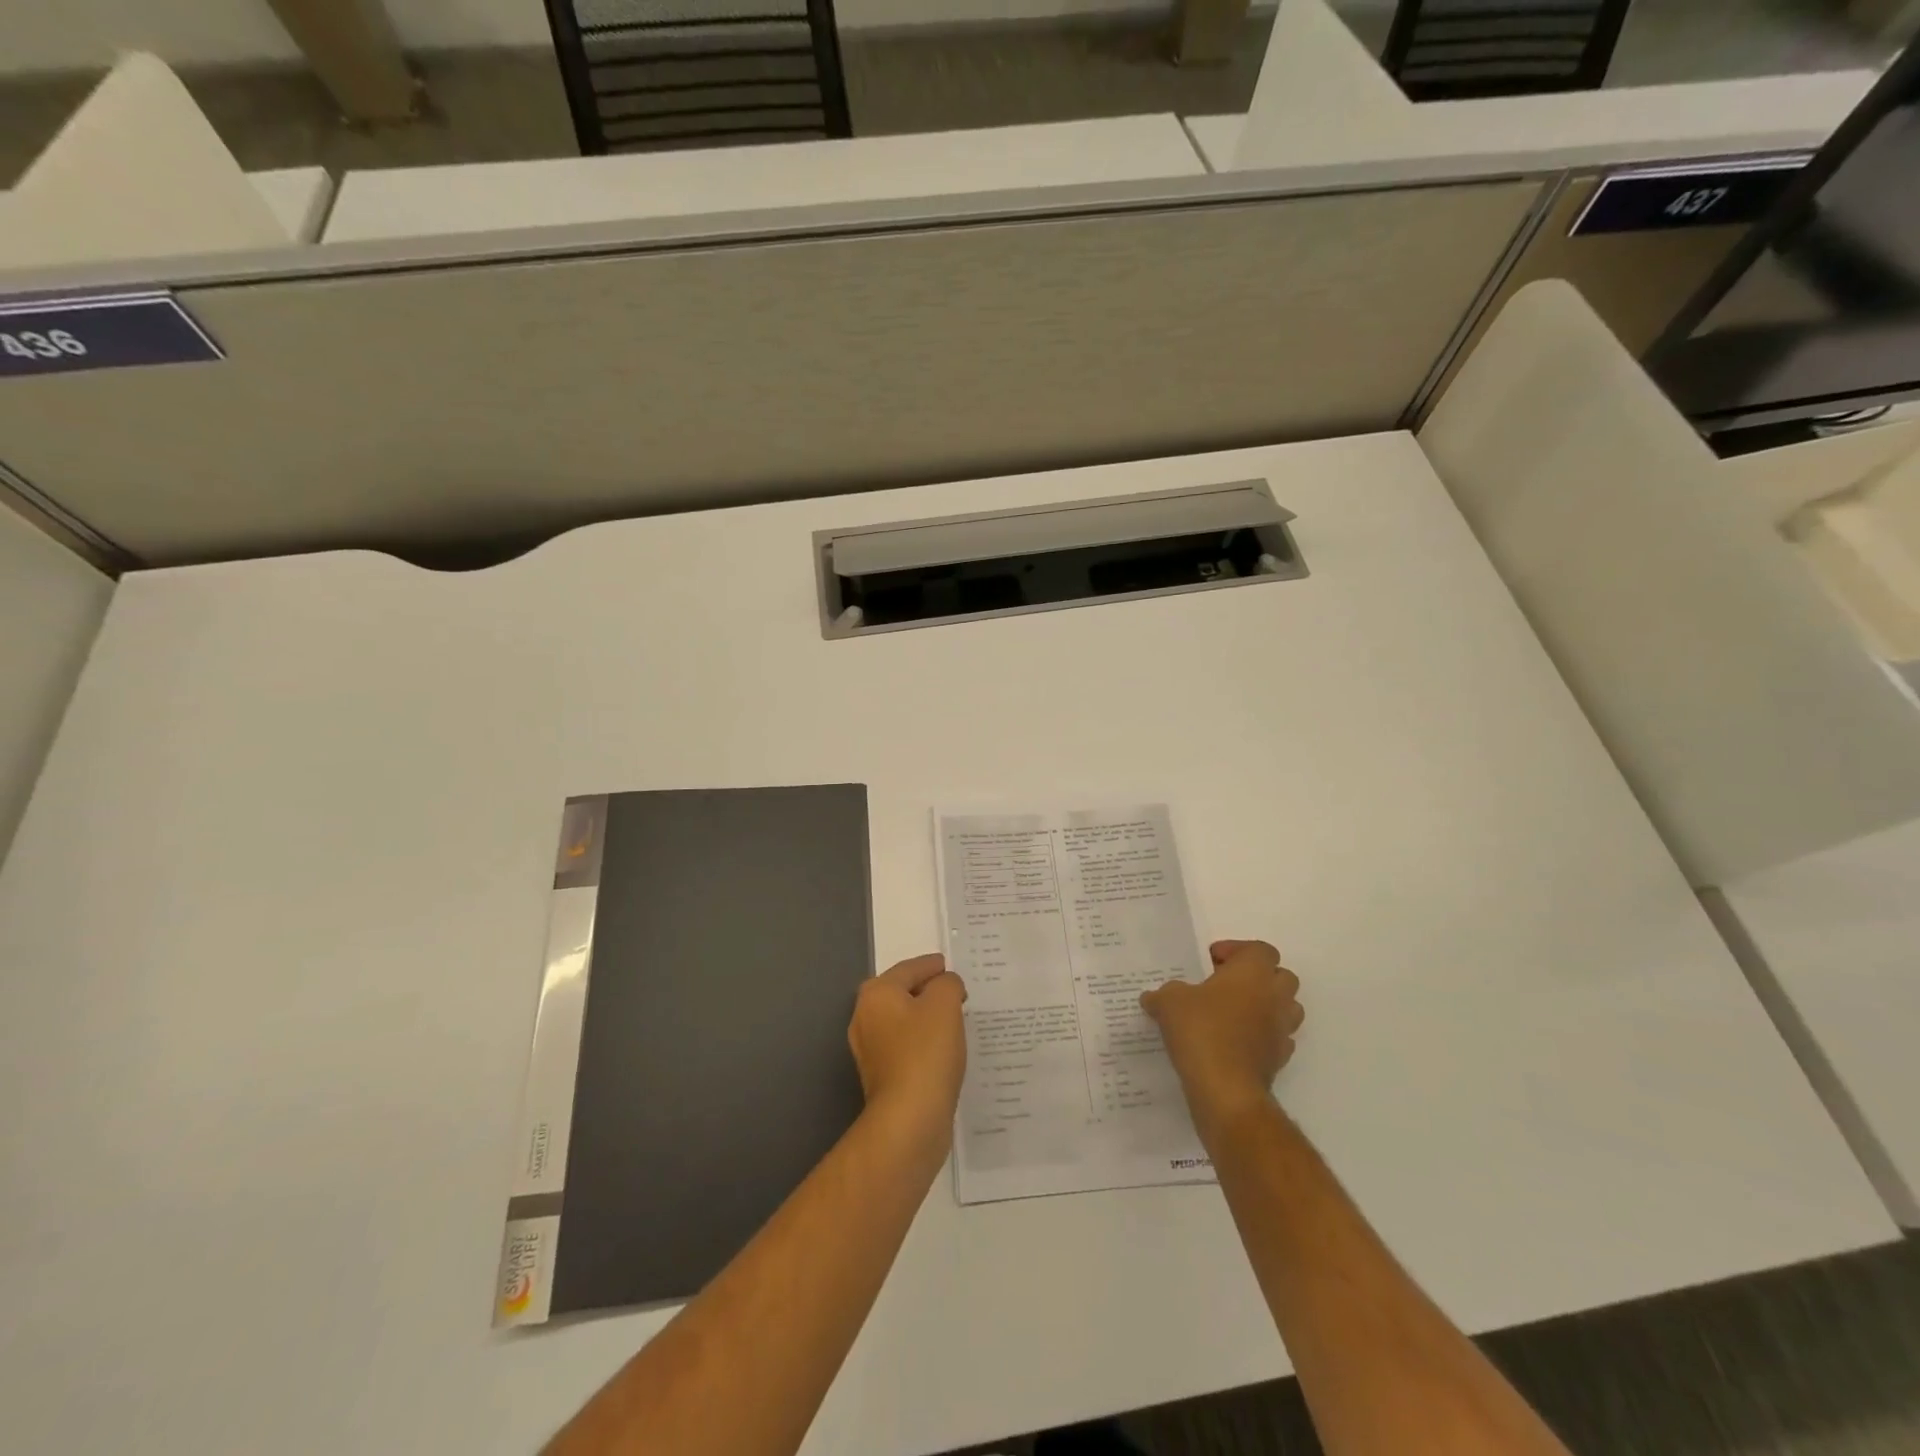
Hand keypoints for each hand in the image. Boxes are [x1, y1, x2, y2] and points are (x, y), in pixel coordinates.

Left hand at [848, 953, 967, 1138]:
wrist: (909, 1120)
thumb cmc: (926, 1053)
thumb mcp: (944, 1004)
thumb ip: (948, 984)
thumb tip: (946, 986)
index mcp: (876, 994)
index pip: (909, 969)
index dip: (932, 965)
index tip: (949, 966)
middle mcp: (865, 1018)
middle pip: (902, 994)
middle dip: (928, 991)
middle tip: (956, 991)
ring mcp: (871, 1051)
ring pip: (904, 1022)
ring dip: (927, 1019)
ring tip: (955, 1019)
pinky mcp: (882, 1078)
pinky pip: (907, 1048)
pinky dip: (924, 1043)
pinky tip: (944, 1049)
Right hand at [1142, 939, 1302, 1135]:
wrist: (1226, 1089)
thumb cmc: (1201, 1030)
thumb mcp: (1169, 1002)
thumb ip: (1164, 994)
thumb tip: (1153, 998)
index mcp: (1252, 972)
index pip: (1260, 949)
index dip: (1237, 951)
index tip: (1211, 962)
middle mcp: (1274, 996)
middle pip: (1281, 976)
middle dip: (1257, 977)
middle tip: (1225, 985)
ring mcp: (1282, 1029)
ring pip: (1286, 1008)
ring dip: (1265, 1006)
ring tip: (1233, 1014)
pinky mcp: (1280, 1059)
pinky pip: (1277, 1038)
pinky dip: (1262, 1036)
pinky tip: (1235, 1043)